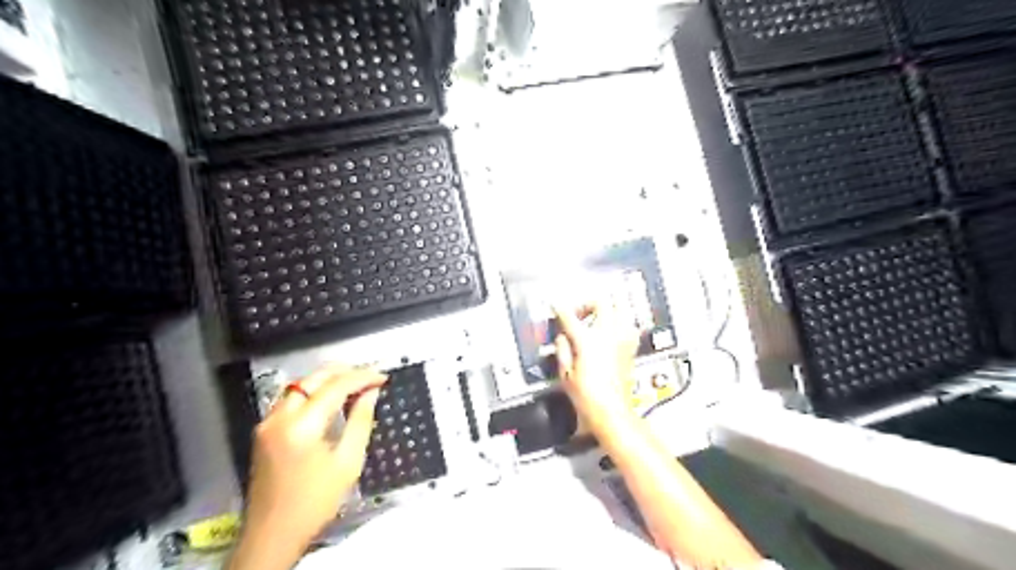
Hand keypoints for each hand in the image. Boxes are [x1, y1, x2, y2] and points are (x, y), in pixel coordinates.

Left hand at [230, 365, 388, 569]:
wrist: (272, 535)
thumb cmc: (315, 502)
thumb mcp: (348, 463)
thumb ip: (361, 421)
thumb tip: (371, 393)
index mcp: (301, 426)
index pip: (335, 387)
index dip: (362, 377)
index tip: (383, 378)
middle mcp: (279, 417)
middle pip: (313, 378)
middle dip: (344, 372)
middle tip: (369, 377)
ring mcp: (267, 423)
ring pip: (299, 384)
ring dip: (327, 379)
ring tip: (354, 384)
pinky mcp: (264, 431)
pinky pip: (290, 398)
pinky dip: (312, 391)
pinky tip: (330, 398)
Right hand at [552, 302, 637, 427]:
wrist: (612, 410)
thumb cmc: (586, 395)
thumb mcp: (565, 373)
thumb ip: (562, 348)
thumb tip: (562, 336)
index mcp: (587, 340)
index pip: (570, 316)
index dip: (560, 308)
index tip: (555, 305)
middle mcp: (607, 334)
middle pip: (601, 303)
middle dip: (588, 303)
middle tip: (580, 312)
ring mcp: (622, 339)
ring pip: (620, 309)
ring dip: (607, 310)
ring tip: (597, 318)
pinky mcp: (631, 348)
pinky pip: (628, 325)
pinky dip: (620, 322)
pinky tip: (612, 331)